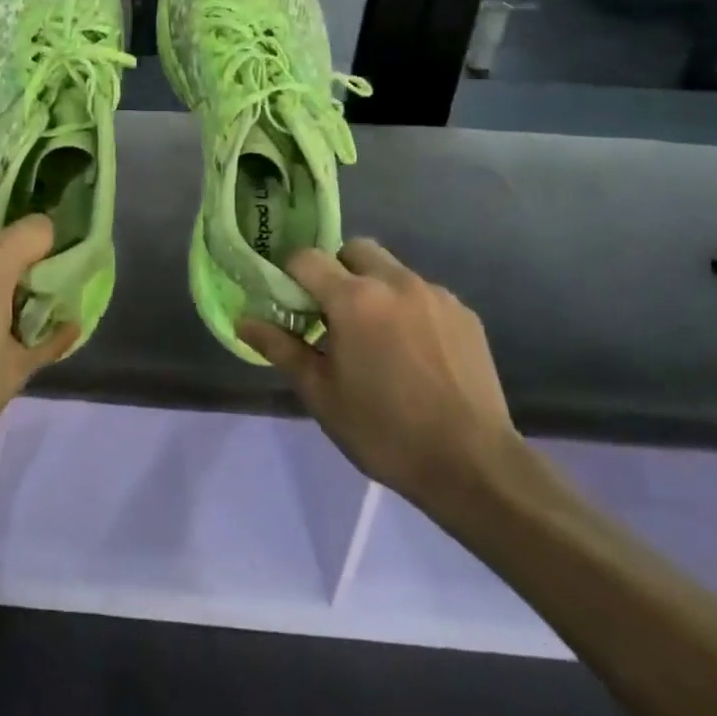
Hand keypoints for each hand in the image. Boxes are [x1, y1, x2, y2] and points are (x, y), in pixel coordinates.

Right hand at [238, 240, 522, 518]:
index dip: (292, 276)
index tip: (293, 306)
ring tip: (378, 339)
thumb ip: (281, 348)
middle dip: (337, 271)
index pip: (307, 258)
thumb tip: (242, 320)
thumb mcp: (321, 393)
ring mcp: (436, 295)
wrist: (473, 465)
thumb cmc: (384, 430)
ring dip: (374, 289)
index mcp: (354, 299)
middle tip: (334, 316)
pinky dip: (408, 308)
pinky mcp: (465, 314)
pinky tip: (414, 353)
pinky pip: (423, 294)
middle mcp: (396, 282)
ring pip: (391, 270)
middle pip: (354, 250)